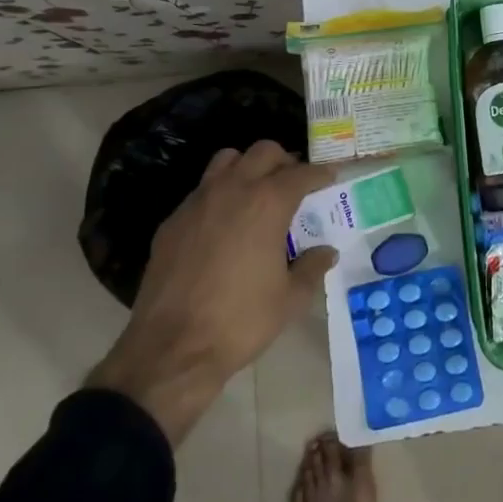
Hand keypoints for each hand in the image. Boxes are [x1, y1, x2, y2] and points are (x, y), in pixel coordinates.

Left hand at [87, 141, 337, 445]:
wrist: (171, 350)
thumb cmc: (241, 321)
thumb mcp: (290, 299)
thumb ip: (312, 268)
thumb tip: (326, 252)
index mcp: (268, 203)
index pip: (301, 173)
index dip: (321, 173)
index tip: (331, 177)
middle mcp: (233, 190)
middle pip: (263, 151)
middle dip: (284, 161)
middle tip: (295, 184)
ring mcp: (197, 202)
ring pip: (226, 160)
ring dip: (247, 167)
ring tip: (257, 193)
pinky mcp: (172, 222)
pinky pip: (201, 191)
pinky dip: (219, 195)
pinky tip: (224, 225)